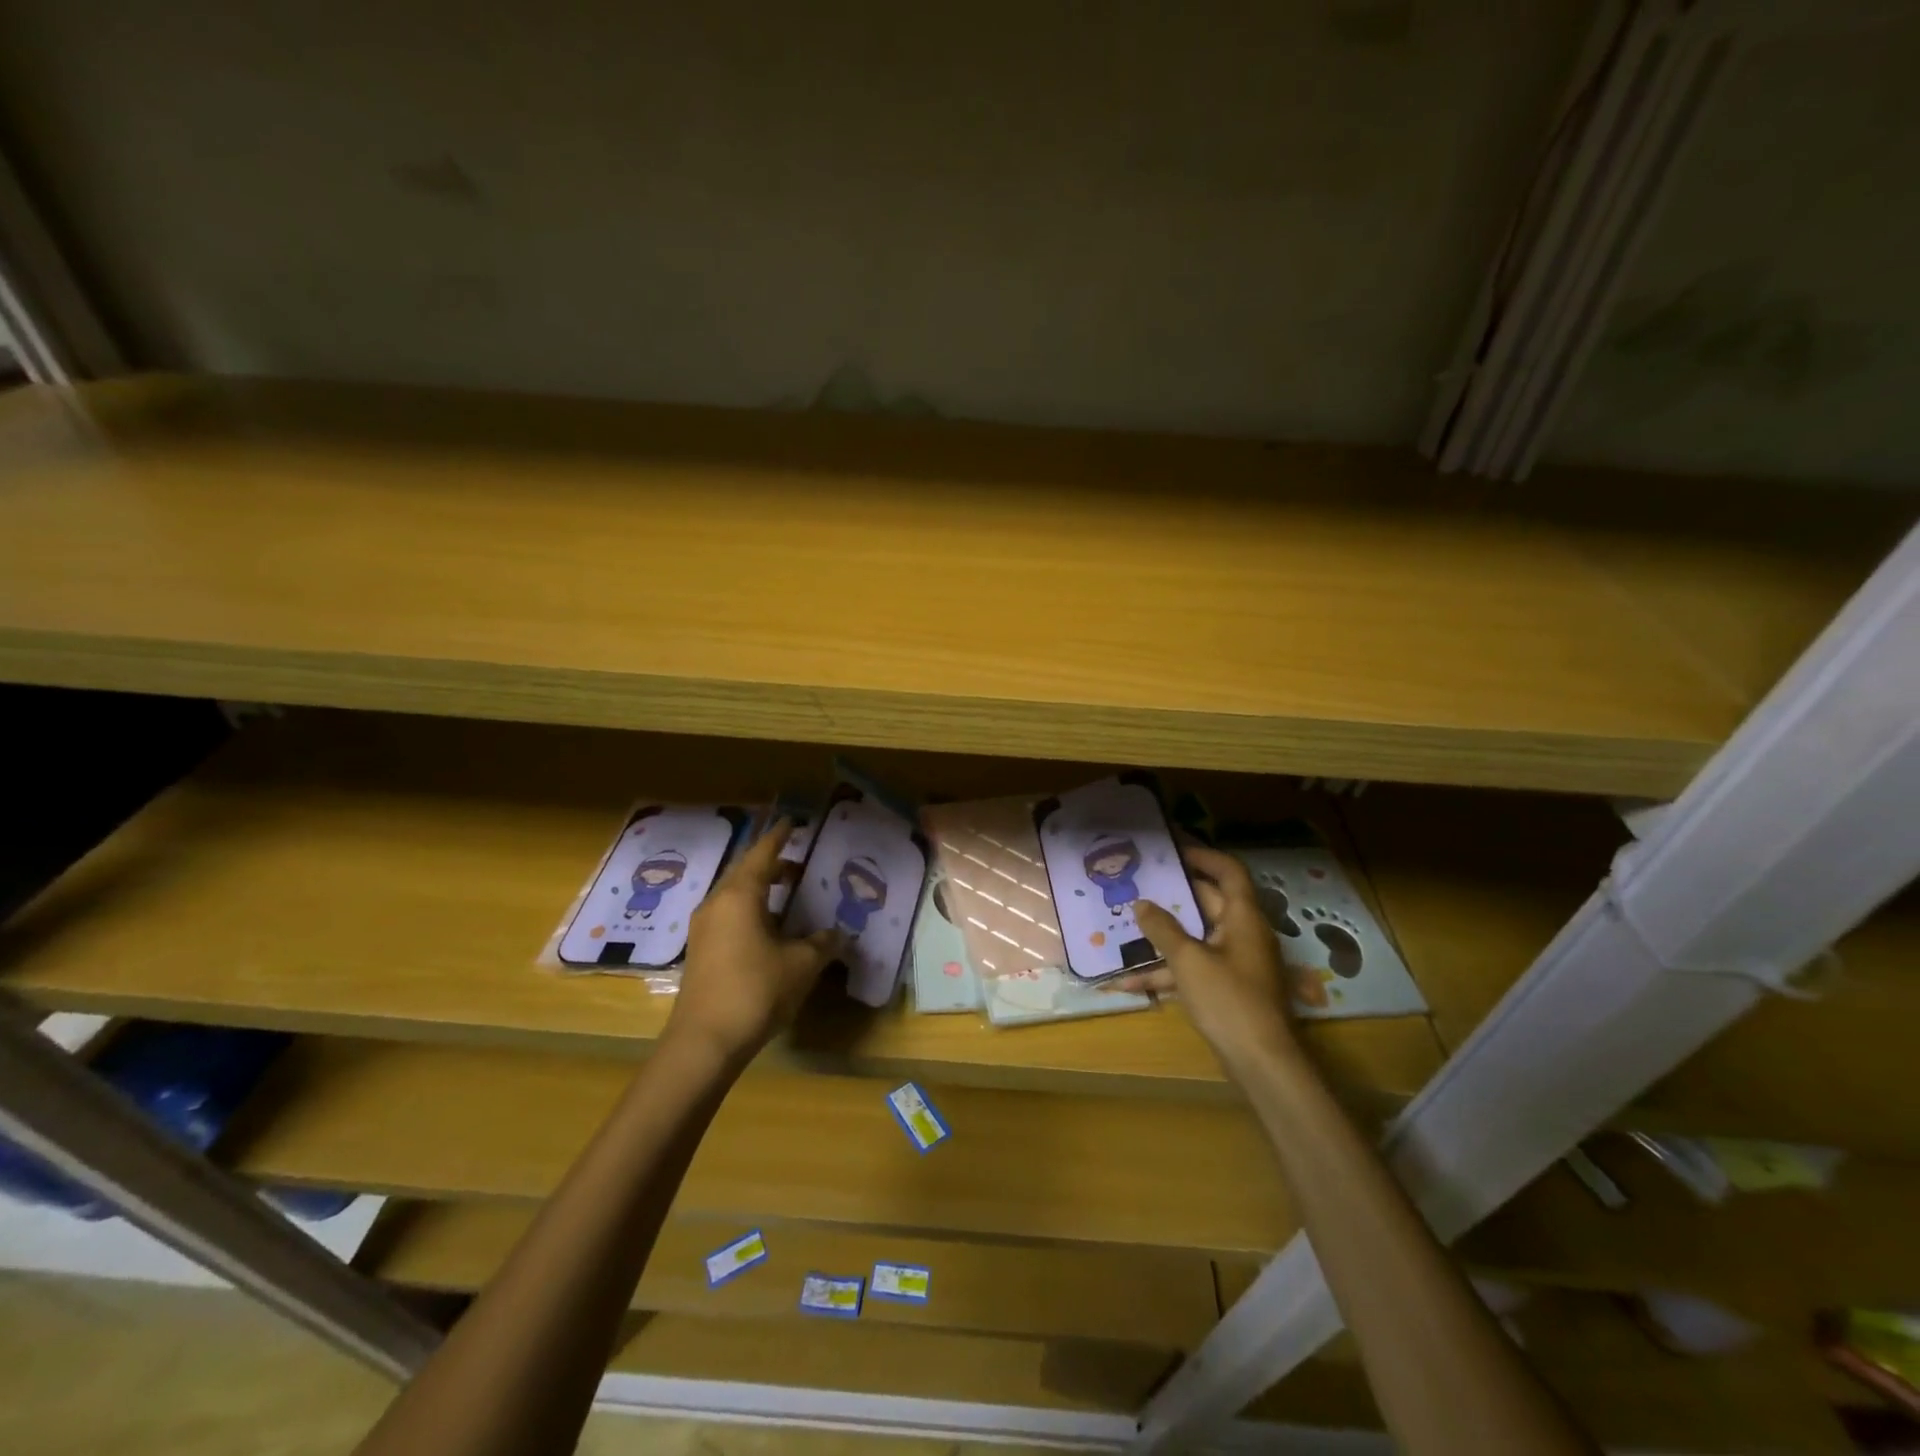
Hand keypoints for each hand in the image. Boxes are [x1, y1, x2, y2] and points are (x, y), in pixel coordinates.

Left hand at [665, 820, 841, 1064]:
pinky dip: (751, 909)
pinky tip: (769, 928)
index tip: (792, 822)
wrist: (705, 1042)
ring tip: (788, 893)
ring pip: (734, 895)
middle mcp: (717, 903)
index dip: (779, 836)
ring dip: (761, 889)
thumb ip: (822, 943)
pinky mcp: (700, 951)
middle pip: (745, 872)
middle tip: (798, 863)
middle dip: (772, 864)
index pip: (763, 854)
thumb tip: (838, 933)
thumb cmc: (756, 991)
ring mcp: (704, 928)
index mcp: (740, 895)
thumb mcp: (802, 964)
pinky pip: (728, 915)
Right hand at [1111, 844, 1298, 1073]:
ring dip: (1163, 935)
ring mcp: (1234, 963)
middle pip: (1207, 903)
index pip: (1229, 872)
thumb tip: (1141, 904)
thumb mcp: (1188, 960)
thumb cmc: (1228, 1000)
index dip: (1204, 856)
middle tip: (1139, 881)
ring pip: (1195, 938)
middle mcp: (1242, 934)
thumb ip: (1162, 929)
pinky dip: (1166, 972)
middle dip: (1172, 894)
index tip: (1172, 849)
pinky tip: (1128, 981)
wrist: (1261, 1063)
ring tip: (1125, 924)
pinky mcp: (1225, 989)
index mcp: (1243, 918)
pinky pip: (1192, 969)